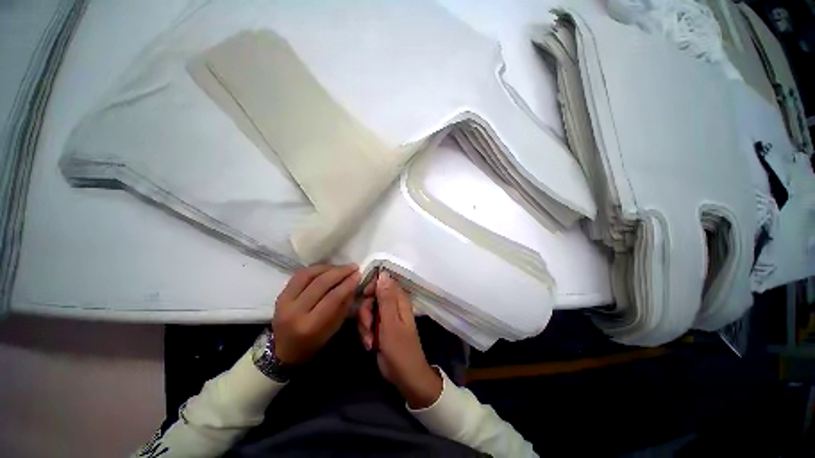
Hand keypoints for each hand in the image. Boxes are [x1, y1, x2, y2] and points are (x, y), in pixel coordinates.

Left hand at [273, 265, 359, 364]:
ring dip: (328, 268)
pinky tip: (327, 269)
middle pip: (320, 283)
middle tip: (353, 267)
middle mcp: (294, 312)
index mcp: (310, 325)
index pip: (332, 298)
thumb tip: (353, 282)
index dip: (347, 283)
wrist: (285, 350)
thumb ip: (344, 304)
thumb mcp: (334, 328)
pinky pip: (299, 275)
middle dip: (340, 272)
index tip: (358, 274)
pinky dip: (315, 269)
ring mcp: (284, 302)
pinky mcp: (280, 295)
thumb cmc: (314, 342)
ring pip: (308, 275)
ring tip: (341, 267)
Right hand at [357, 272, 442, 408]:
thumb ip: (386, 298)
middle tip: (368, 324)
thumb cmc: (400, 348)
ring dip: (365, 326)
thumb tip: (383, 274)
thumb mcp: (390, 322)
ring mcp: (385, 317)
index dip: (372, 286)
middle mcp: (393, 305)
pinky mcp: (380, 328)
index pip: (384, 282)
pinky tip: (370, 345)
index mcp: (399, 300)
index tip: (364, 296)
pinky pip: (367, 323)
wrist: (404, 376)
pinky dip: (365, 333)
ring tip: (370, 340)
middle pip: (372, 297)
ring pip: (367, 311)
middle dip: (366, 311)